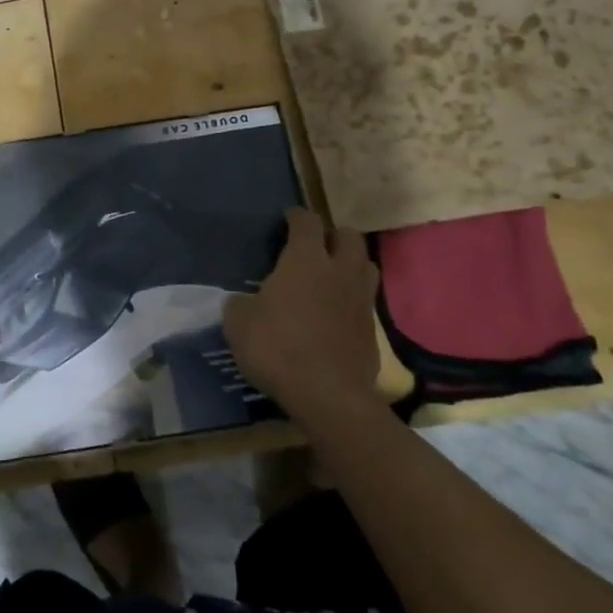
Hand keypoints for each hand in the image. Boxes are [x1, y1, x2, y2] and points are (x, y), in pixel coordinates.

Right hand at [224, 207, 380, 427]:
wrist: (328, 395)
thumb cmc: (277, 347)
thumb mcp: (239, 323)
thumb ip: (240, 304)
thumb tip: (244, 302)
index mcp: (306, 259)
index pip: (307, 222)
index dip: (297, 217)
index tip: (288, 219)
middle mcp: (339, 271)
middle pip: (350, 236)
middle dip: (334, 235)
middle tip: (316, 246)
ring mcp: (361, 300)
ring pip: (366, 266)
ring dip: (351, 264)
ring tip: (332, 276)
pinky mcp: (373, 330)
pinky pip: (365, 301)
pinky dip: (352, 300)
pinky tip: (336, 313)